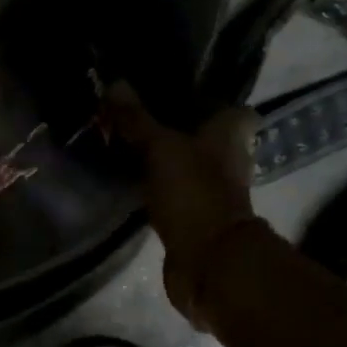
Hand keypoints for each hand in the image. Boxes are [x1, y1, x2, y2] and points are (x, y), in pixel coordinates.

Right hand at [105, 82, 261, 325]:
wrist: (208, 263)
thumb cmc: (194, 193)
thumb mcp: (160, 148)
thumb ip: (137, 118)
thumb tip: (114, 83)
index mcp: (230, 134)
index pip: (231, 107)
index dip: (208, 98)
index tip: (175, 88)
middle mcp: (227, 159)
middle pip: (203, 134)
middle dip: (175, 125)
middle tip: (136, 112)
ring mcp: (211, 190)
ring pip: (185, 162)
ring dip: (162, 155)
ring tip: (124, 139)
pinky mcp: (193, 216)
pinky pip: (171, 190)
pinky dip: (155, 183)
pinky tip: (128, 176)